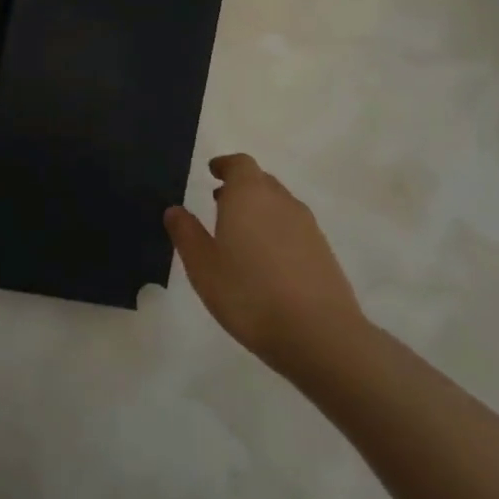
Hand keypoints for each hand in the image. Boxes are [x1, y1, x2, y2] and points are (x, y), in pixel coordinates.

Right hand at [165, 154, 365, 376]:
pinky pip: (295, 230)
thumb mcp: (202, 265)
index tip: (212, 172)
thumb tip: (174, 210)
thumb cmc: (249, 293)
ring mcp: (308, 227)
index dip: (225, 165)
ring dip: (260, 211)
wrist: (319, 335)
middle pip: (261, 181)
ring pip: (280, 205)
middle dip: (241, 187)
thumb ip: (186, 233)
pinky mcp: (324, 254)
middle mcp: (281, 202)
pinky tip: (266, 263)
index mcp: (249, 195)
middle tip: (219, 203)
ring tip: (240, 235)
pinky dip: (277, 233)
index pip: (240, 164)